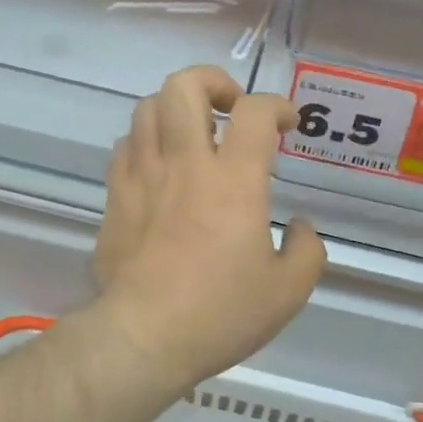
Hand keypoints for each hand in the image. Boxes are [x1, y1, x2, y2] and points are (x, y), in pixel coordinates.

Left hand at [93, 66, 325, 384]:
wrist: (142, 338)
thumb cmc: (219, 313)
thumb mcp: (287, 293)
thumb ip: (307, 251)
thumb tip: (299, 227)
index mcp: (234, 180)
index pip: (255, 111)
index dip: (276, 105)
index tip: (287, 123)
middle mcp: (186, 164)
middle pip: (184, 86)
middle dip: (212, 82)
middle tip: (230, 109)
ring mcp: (143, 176)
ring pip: (148, 108)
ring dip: (176, 109)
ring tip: (193, 135)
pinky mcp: (115, 197)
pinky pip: (126, 146)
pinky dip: (147, 143)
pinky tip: (160, 168)